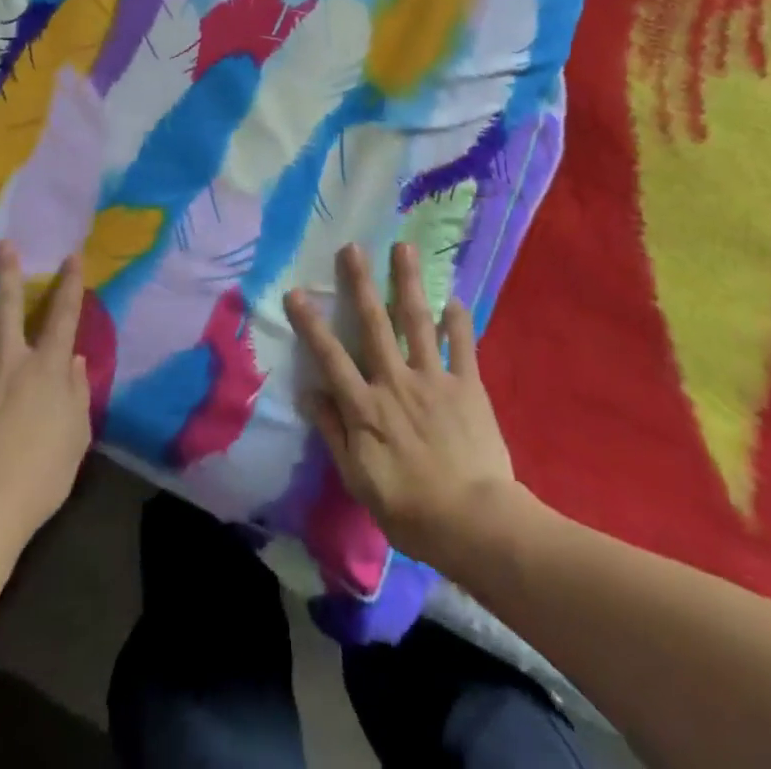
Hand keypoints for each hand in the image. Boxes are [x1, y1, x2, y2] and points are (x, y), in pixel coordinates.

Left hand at [0, 242, 92, 543]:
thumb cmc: (41, 474)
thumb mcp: (76, 435)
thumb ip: (76, 392)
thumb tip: (73, 359)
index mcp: (46, 368)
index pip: (63, 316)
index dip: (70, 284)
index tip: (71, 256)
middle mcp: (9, 361)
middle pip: (7, 307)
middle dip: (7, 273)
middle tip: (2, 244)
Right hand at [284, 243, 515, 570]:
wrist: (475, 523)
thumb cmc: (410, 509)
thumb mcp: (358, 479)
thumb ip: (333, 433)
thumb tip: (309, 393)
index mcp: (365, 406)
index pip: (330, 356)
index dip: (311, 323)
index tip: (296, 292)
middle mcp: (395, 381)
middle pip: (374, 324)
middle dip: (361, 283)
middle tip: (352, 248)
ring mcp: (433, 379)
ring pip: (417, 322)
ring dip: (408, 283)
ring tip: (403, 248)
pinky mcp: (467, 386)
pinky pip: (463, 346)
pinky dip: (458, 322)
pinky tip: (454, 298)